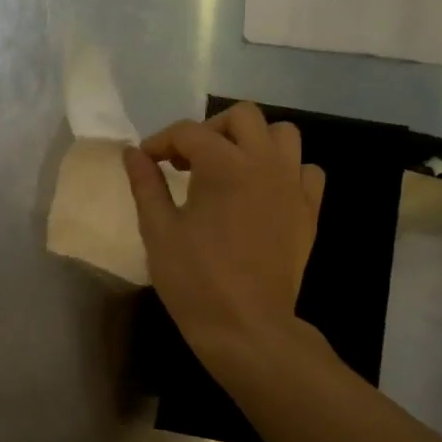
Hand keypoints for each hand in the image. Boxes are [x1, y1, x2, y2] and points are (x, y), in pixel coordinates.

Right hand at [124, 103, 324, 362]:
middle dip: (209, 130)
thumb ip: (146, 184)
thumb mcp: (158, 231)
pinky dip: (284, 169)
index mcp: (224, 166)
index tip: (146, 162)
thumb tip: (132, 153)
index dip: (161, 142)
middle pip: (242, 116)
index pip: (188, 132)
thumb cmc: (194, 280)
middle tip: (188, 162)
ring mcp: (292, 185)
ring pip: (282, 135)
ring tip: (228, 170)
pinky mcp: (309, 210)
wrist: (245, 325)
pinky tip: (262, 192)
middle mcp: (264, 163)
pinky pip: (305, 169)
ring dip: (252, 142)